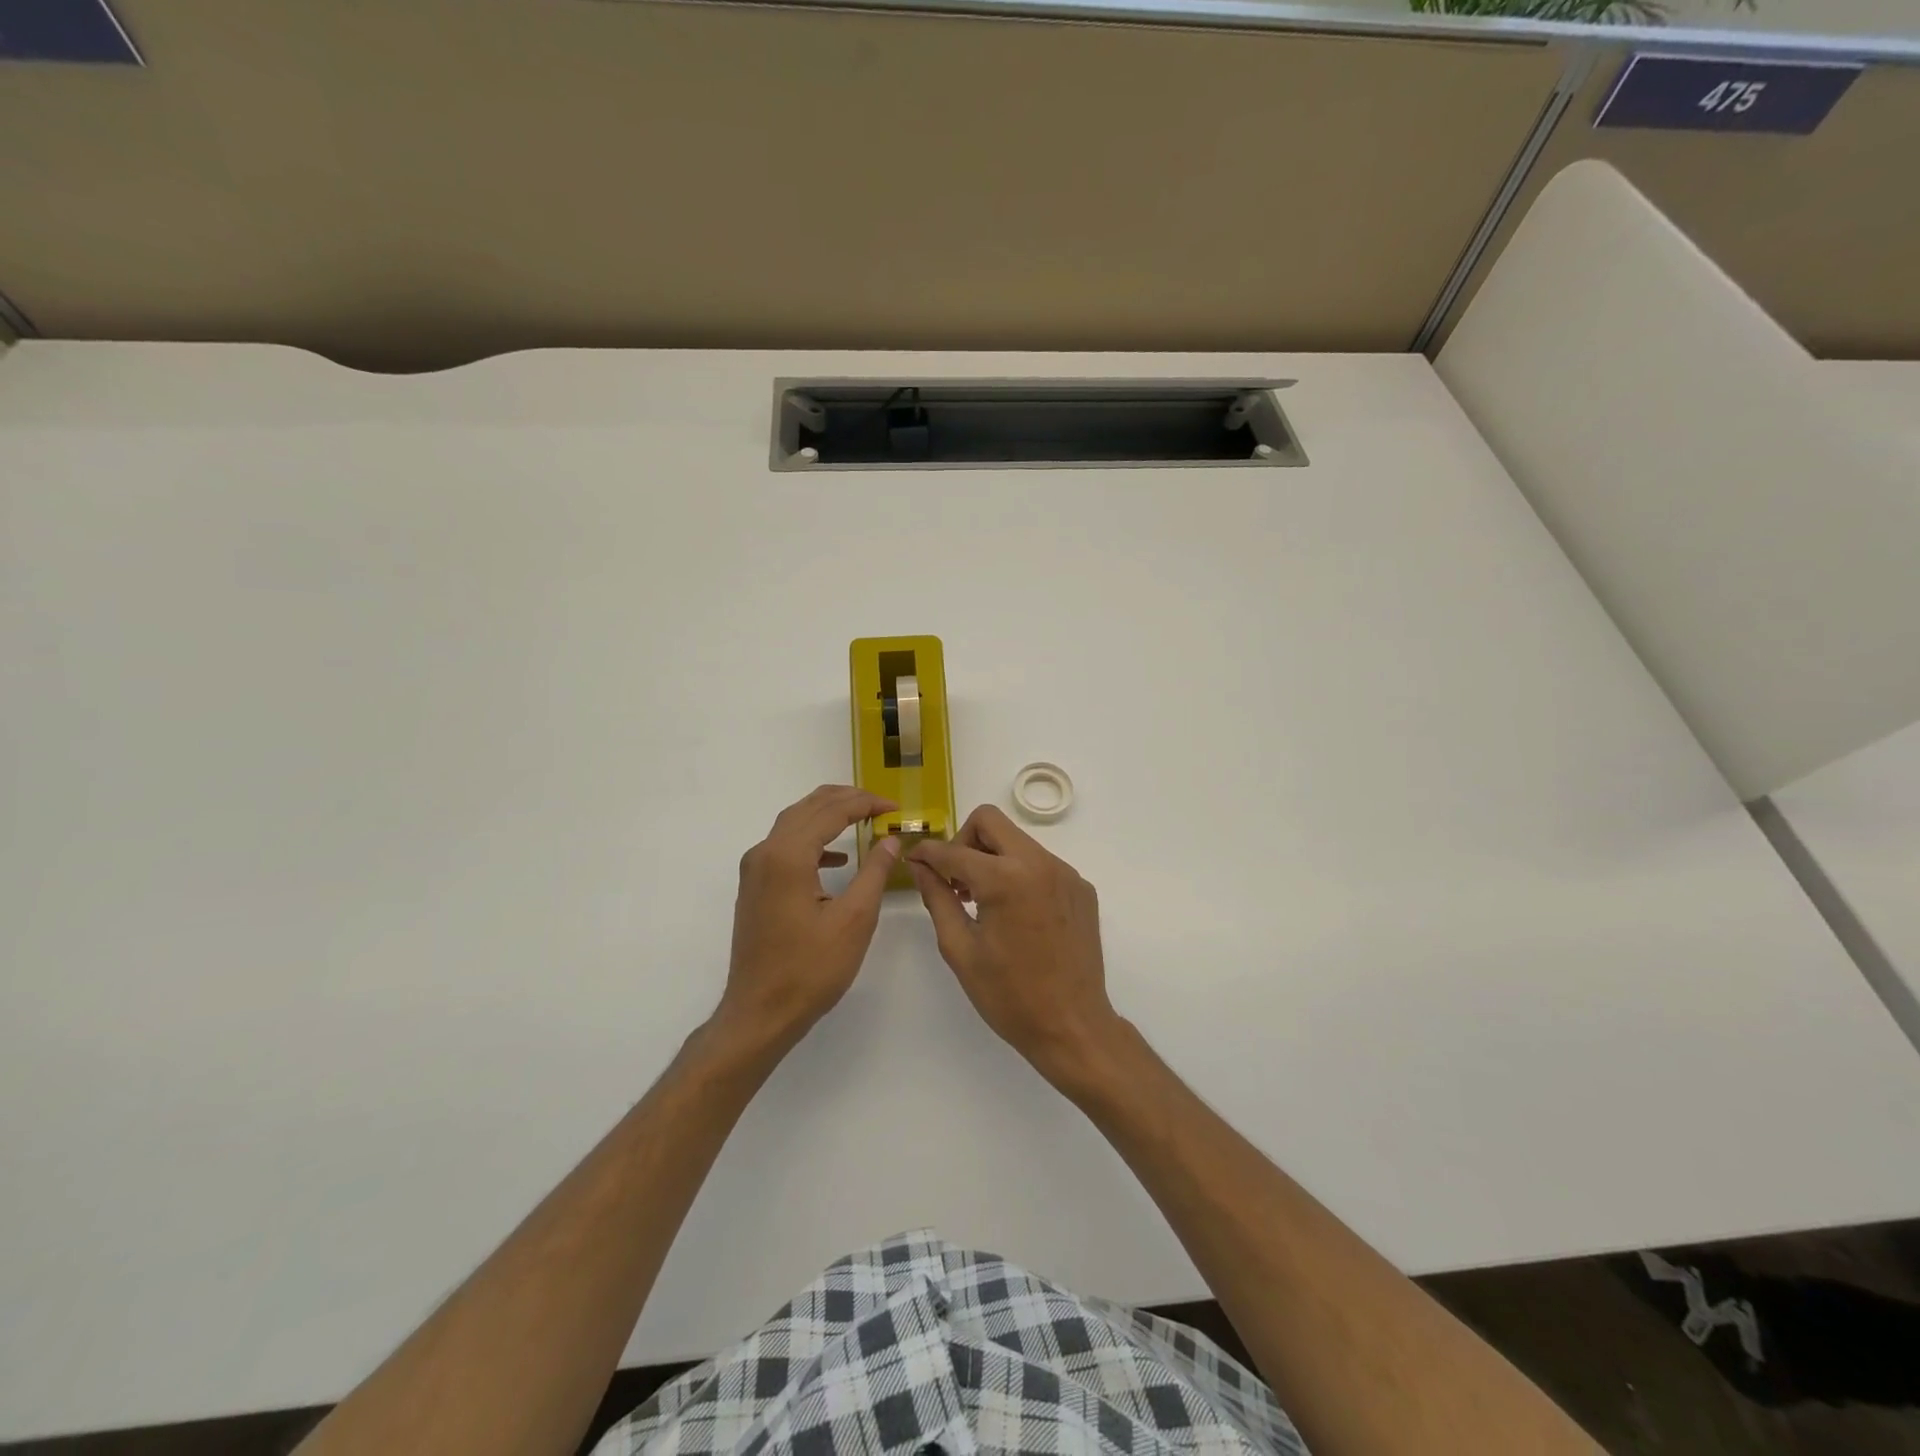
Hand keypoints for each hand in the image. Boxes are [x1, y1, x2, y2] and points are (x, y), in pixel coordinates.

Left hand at [717, 785, 902, 1053]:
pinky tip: (837, 858)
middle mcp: (765, 853)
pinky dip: (813, 841)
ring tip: (863, 817)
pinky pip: (785, 846)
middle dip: (845, 800)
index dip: (865, 803)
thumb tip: (890, 840)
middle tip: (880, 805)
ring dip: (828, 815)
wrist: (760, 1013)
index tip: (894, 807)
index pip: (830, 811)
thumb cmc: (810, 969)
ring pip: (794, 823)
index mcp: (788, 856)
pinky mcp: (755, 887)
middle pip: (807, 808)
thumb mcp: (854, 919)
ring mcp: (755, 870)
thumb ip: (874, 872)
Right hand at [907, 805, 1122, 1089]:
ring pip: (1017, 840)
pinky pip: (1040, 863)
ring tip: (981, 901)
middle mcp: (1040, 863)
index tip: (914, 860)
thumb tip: (920, 865)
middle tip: (955, 879)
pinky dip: (1019, 874)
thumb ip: (937, 898)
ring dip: (992, 858)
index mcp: (1006, 879)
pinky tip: (1015, 915)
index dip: (928, 853)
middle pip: (990, 822)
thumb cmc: (1009, 996)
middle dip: (963, 841)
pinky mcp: (1081, 887)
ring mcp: (1066, 873)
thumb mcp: (960, 949)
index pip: (954, 850)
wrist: (1073, 1027)